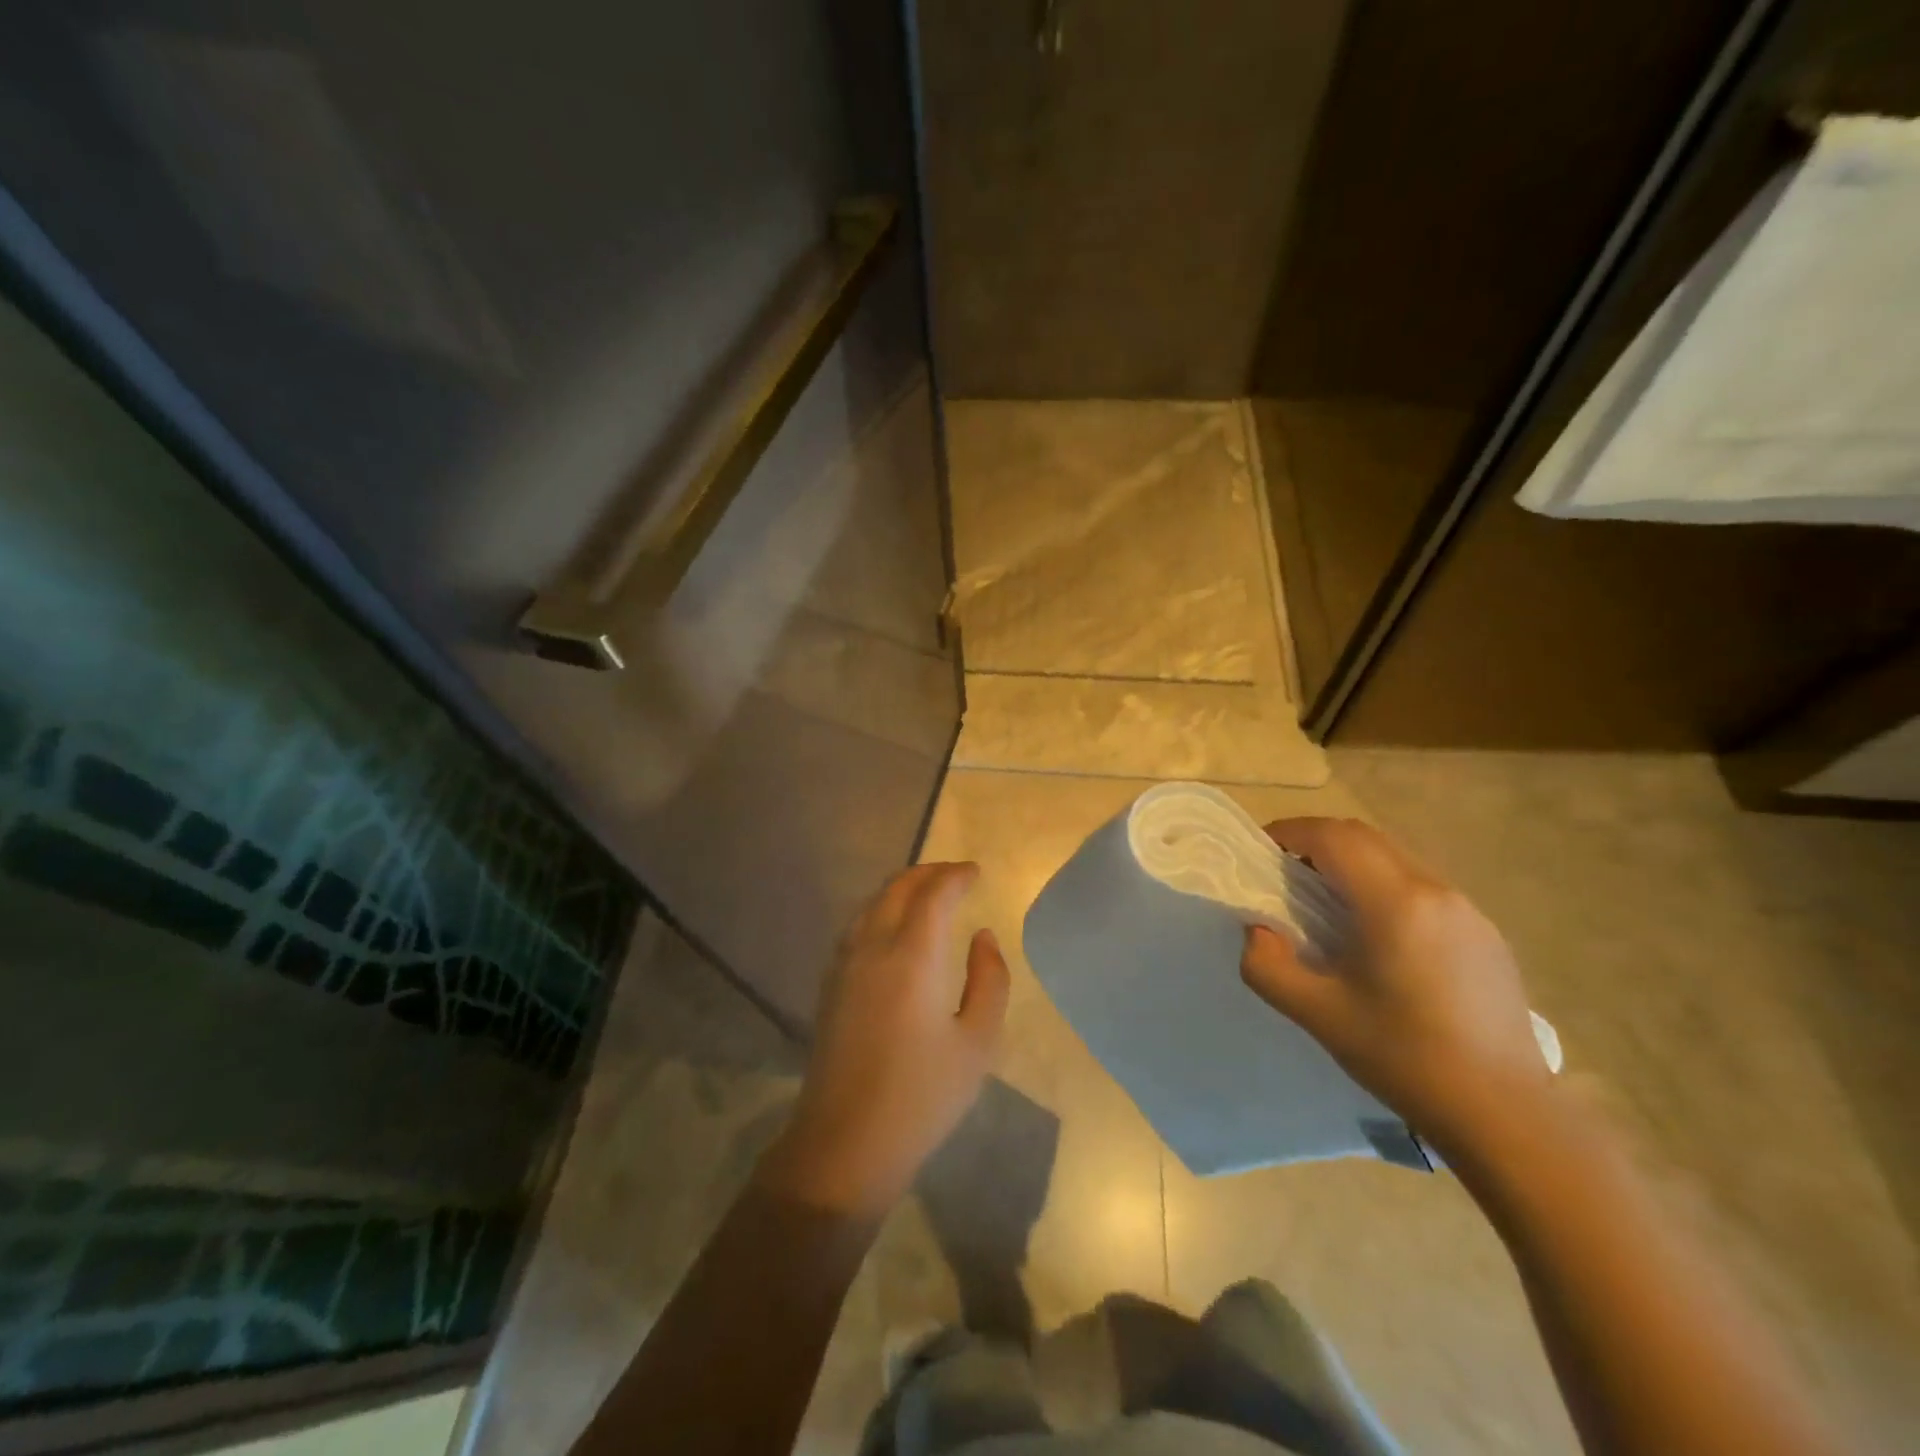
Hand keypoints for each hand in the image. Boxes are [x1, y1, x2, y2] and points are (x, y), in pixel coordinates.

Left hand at [758, 863, 1009, 1218]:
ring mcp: (844, 964)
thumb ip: (989, 980)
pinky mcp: (830, 984)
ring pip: (872, 903)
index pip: (933, 894)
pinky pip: (857, 925)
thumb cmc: (922, 1096)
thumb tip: (982, 936)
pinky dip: (881, 909)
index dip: (956, 876)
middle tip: (955, 875)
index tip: (976, 872)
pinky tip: (895, 927)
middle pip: (896, 888)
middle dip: (928, 873)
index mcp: (911, 957)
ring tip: (928, 893)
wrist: (846, 1142)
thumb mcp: (977, 1042)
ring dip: (901, 888)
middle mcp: (872, 947)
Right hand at [1239, 817, 1552, 1160]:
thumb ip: (1267, 966)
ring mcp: (1468, 911)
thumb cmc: (1405, 1057)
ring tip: (1327, 905)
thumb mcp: (1318, 1014)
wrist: (1506, 1114)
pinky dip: (1384, 887)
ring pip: (1396, 859)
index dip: (1291, 833)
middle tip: (1285, 874)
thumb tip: (1257, 931)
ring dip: (1353, 864)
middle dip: (1318, 842)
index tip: (1262, 853)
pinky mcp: (1486, 934)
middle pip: (1365, 838)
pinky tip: (1377, 936)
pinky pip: (1422, 887)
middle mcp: (1435, 891)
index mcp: (1395, 903)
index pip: (1333, 837)